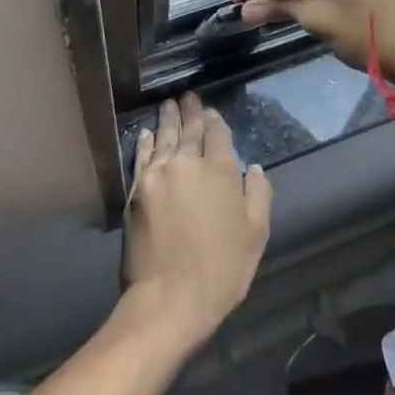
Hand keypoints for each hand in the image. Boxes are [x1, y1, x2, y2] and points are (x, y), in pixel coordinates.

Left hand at [122, 94, 271, 348]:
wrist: (170, 298)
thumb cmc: (222, 268)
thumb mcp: (256, 233)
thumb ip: (258, 194)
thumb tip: (253, 168)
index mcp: (221, 170)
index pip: (217, 133)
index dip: (215, 120)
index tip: (211, 111)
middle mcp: (187, 163)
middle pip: (189, 129)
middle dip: (190, 111)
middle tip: (188, 95)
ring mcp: (157, 175)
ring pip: (164, 137)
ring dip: (168, 119)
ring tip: (169, 103)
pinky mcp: (136, 192)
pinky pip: (142, 157)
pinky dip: (147, 142)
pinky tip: (149, 133)